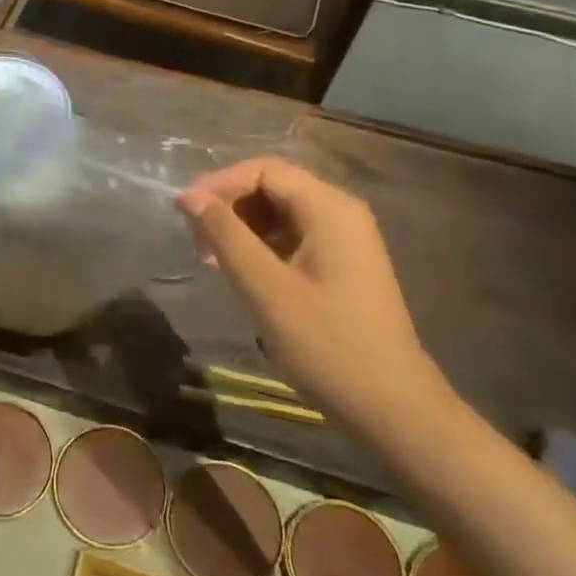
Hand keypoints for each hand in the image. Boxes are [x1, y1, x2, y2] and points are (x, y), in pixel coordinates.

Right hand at [177, 158, 457, 439]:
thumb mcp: (265, 288)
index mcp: (329, 208)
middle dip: (228, 206)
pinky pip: (293, 236)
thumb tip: (187, 195)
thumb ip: (225, 235)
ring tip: (211, 260)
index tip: (183, 213)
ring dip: (241, 227)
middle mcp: (340, 212)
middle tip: (195, 241)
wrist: (391, 406)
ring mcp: (344, 239)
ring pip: (280, 212)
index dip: (219, 184)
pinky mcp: (341, 264)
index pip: (263, 170)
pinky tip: (240, 273)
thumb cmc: (326, 344)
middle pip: (272, 186)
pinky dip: (261, 245)